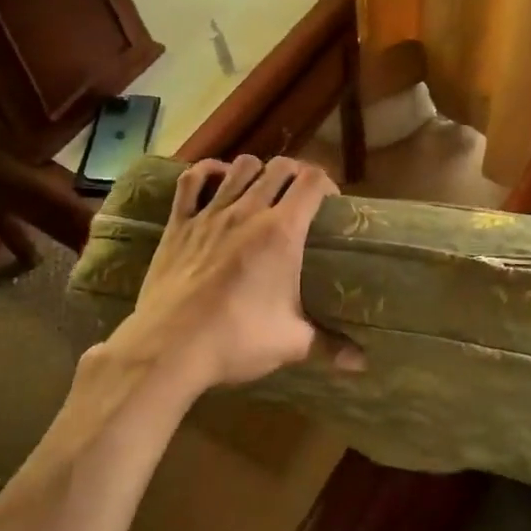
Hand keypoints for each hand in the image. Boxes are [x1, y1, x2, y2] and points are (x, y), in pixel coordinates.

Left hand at [107, 155, 363, 397]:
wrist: (170, 348)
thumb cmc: (237, 340)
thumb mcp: (292, 343)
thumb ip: (330, 344)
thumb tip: (360, 364)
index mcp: (282, 232)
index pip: (312, 182)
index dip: (327, 184)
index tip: (331, 203)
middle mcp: (248, 211)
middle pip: (280, 167)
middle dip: (297, 174)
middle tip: (301, 198)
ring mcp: (210, 213)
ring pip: (240, 166)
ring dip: (258, 171)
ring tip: (262, 190)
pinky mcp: (178, 223)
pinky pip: (192, 180)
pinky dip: (208, 173)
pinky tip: (216, 182)